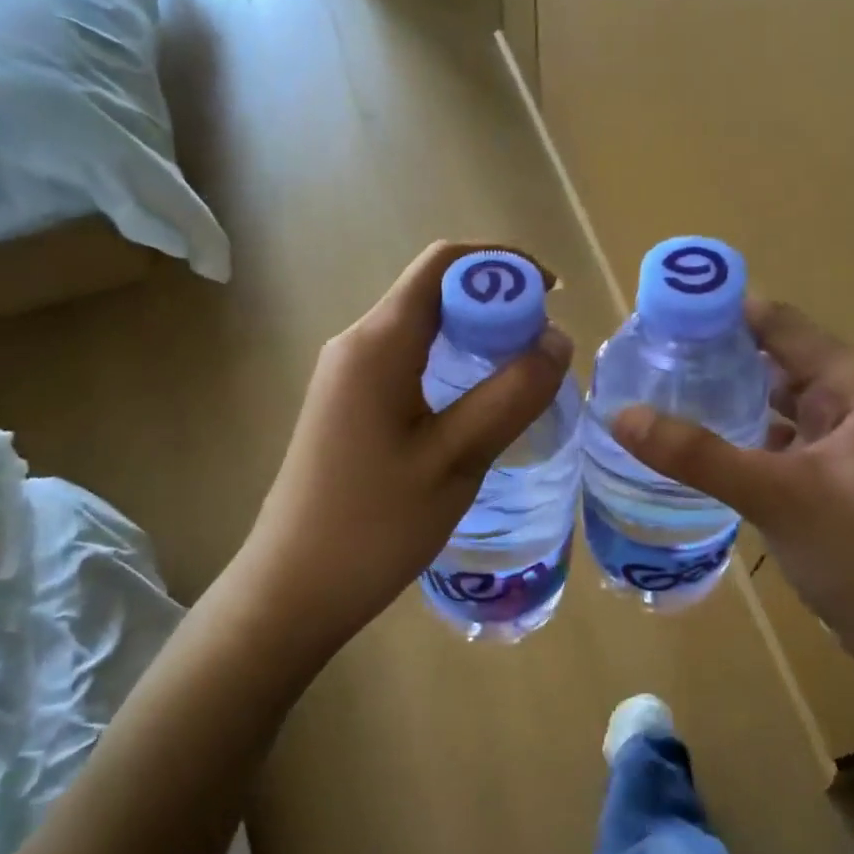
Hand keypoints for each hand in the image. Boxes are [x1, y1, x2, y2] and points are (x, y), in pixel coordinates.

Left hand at [235, 242, 573, 656]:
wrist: (295, 588)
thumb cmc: (375, 526)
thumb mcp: (456, 459)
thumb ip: (510, 395)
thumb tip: (557, 340)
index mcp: (378, 343)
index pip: (443, 264)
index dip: (502, 265)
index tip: (552, 296)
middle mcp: (357, 345)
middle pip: (433, 293)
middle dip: (495, 305)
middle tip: (545, 352)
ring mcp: (347, 378)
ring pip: (422, 331)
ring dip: (476, 340)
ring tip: (523, 379)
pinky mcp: (349, 408)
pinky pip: (409, 364)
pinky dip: (452, 368)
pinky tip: (479, 409)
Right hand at [610, 298, 853, 673]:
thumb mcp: (775, 496)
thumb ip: (697, 455)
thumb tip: (620, 415)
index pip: (780, 325)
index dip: (721, 314)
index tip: (660, 317)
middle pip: (777, 358)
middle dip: (717, 355)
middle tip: (648, 358)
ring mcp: (848, 437)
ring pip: (778, 399)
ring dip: (729, 394)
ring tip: (663, 389)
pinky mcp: (835, 471)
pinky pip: (781, 435)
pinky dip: (744, 431)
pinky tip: (700, 440)